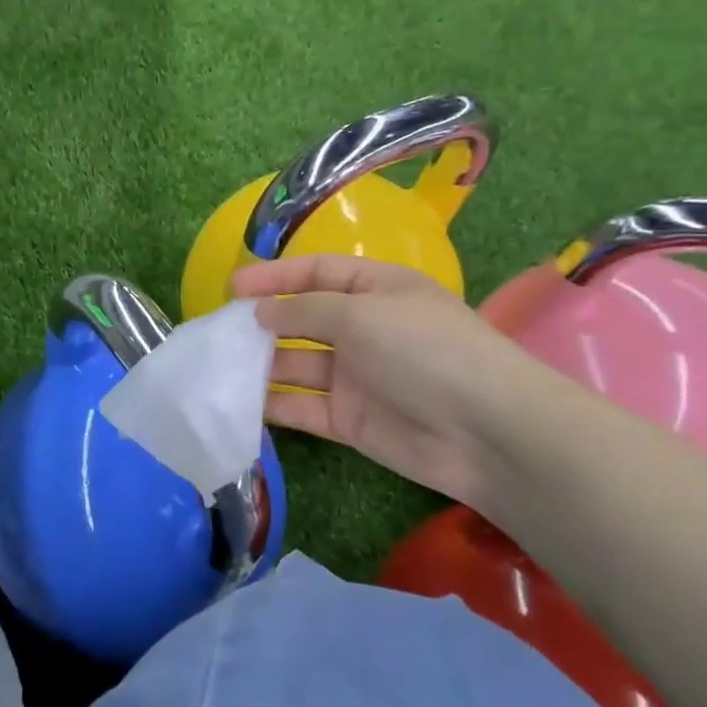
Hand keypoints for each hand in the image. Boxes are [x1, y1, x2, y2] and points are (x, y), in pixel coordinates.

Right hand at [231, 254, 553, 507]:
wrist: (487, 433)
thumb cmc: (425, 350)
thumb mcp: (361, 313)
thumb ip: (303, 310)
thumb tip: (260, 313)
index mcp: (376, 290)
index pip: (317, 273)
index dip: (275, 276)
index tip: (232, 287)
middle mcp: (364, 329)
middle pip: (302, 320)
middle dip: (262, 322)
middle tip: (218, 331)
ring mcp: (356, 377)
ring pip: (296, 365)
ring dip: (261, 365)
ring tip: (218, 366)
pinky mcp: (350, 420)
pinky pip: (302, 406)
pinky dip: (273, 405)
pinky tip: (238, 402)